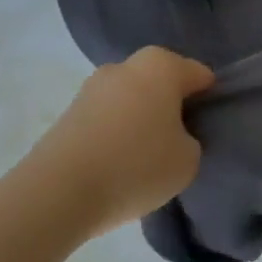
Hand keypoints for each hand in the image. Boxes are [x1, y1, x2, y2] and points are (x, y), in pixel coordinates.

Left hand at [19, 46, 213, 237]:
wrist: (53, 196)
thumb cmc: (135, 166)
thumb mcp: (189, 159)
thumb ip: (191, 140)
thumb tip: (172, 138)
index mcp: (163, 65)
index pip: (201, 77)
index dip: (208, 103)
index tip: (205, 131)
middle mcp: (126, 66)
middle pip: (162, 84)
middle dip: (170, 106)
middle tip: (175, 142)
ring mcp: (91, 88)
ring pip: (131, 101)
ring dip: (138, 121)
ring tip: (141, 160)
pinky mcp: (65, 115)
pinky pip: (105, 120)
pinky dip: (113, 136)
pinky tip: (114, 168)